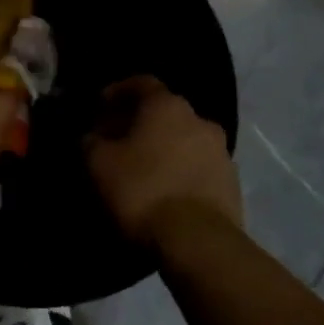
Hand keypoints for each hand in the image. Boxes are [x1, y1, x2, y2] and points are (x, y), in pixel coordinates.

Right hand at [84, 76, 241, 250]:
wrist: (198, 241)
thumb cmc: (142, 190)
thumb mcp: (99, 164)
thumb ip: (91, 141)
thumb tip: (92, 137)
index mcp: (167, 106)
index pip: (142, 83)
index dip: (118, 91)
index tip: (101, 106)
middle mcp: (200, 120)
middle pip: (166, 112)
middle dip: (142, 123)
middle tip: (119, 140)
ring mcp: (221, 152)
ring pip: (185, 140)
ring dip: (165, 148)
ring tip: (143, 169)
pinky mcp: (232, 184)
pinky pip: (199, 168)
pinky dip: (182, 172)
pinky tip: (166, 191)